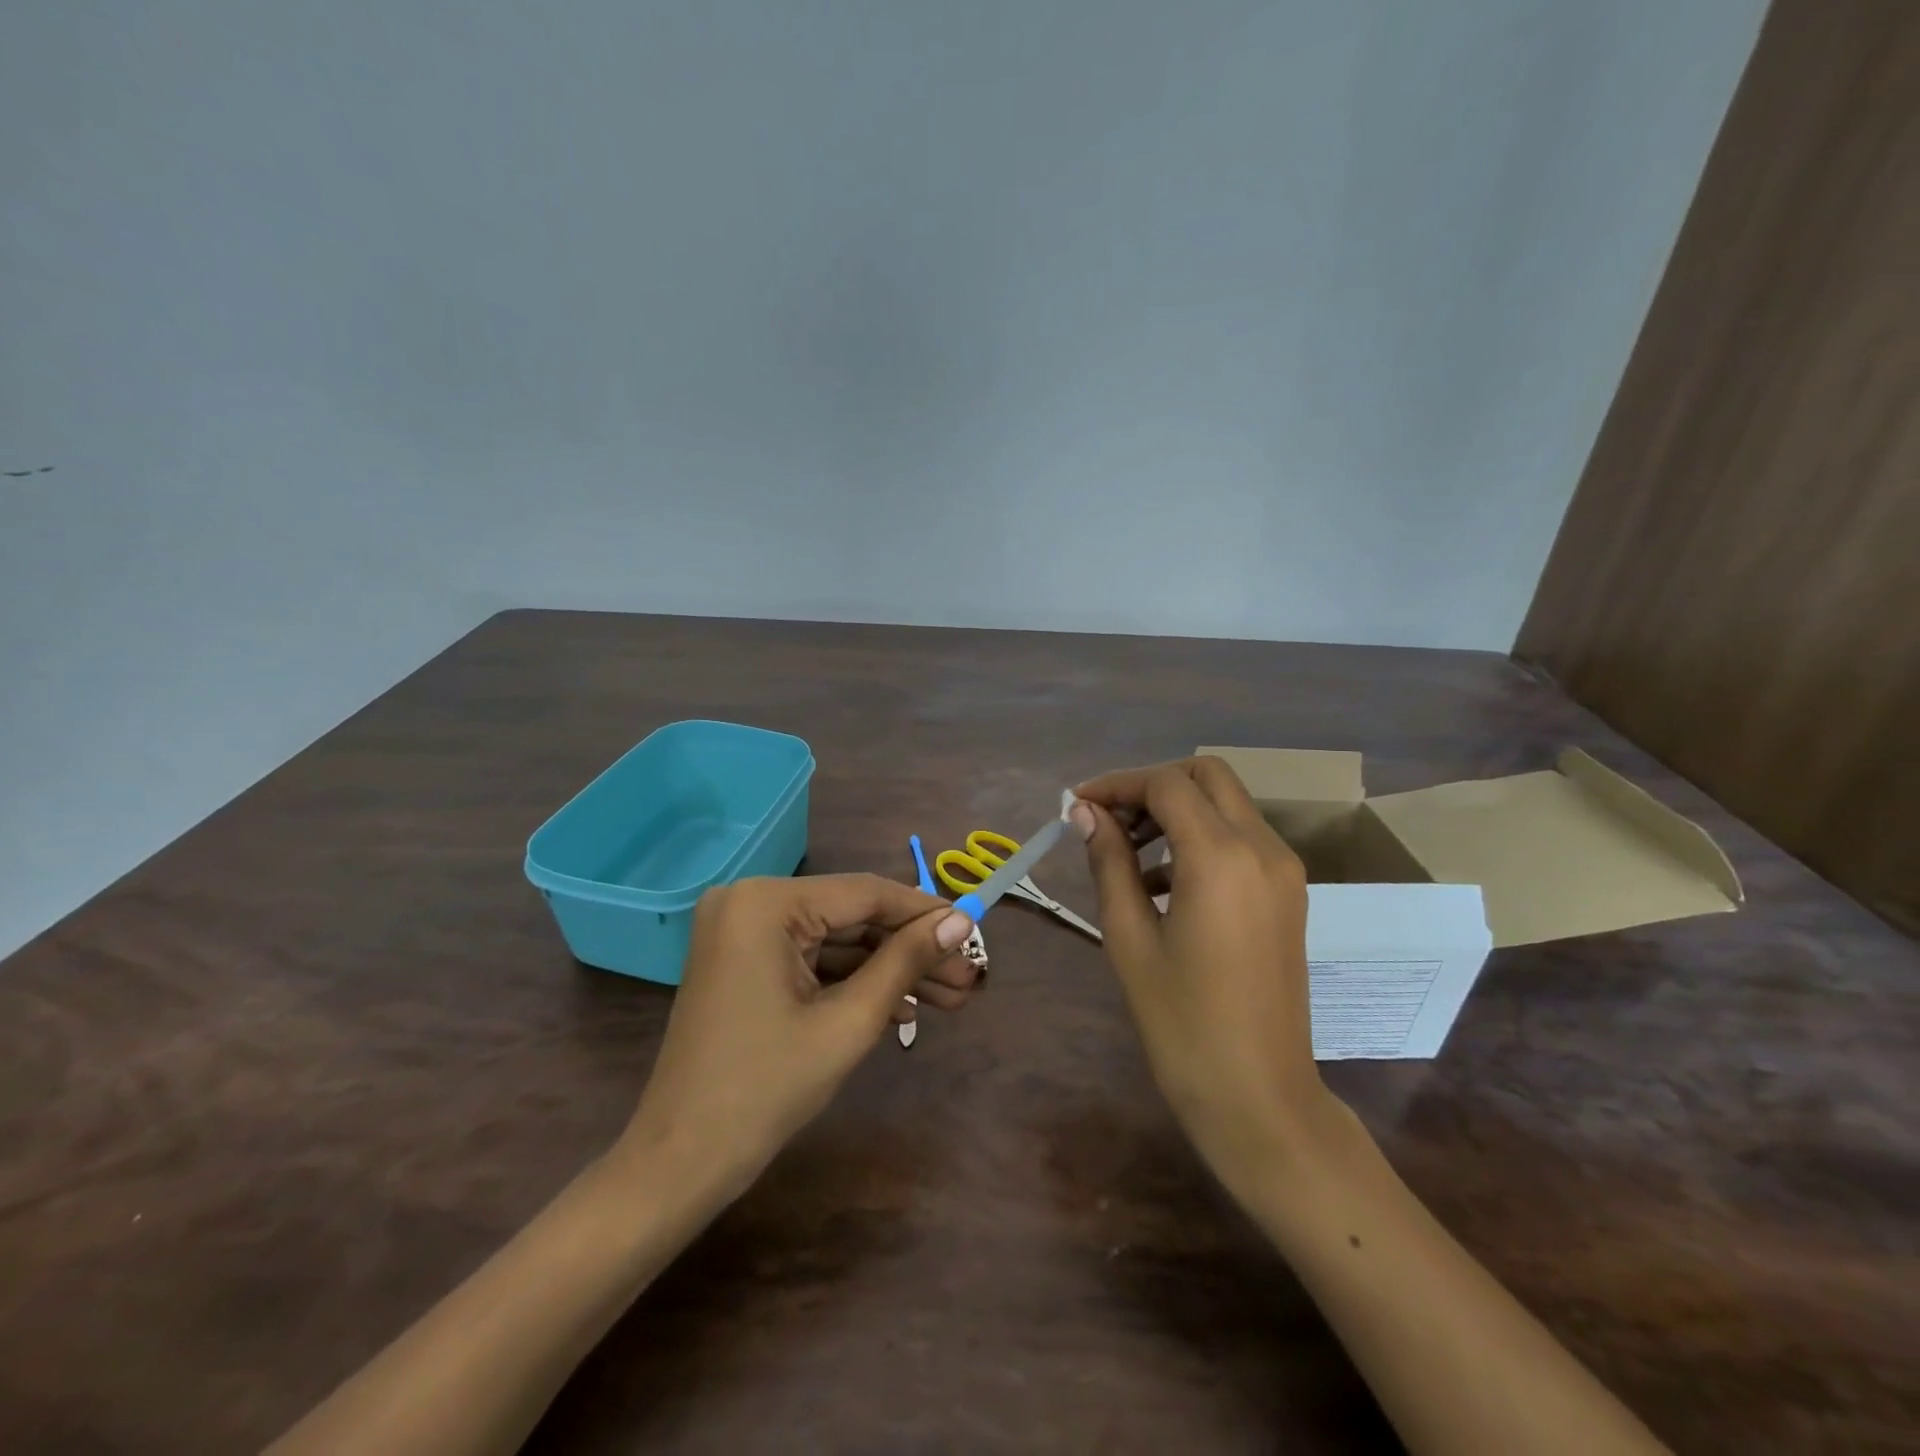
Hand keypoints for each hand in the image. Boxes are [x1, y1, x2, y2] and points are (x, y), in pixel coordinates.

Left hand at [617, 874, 977, 1198]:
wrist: (681, 1163)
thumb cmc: (766, 1090)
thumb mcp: (848, 1022)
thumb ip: (905, 962)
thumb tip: (961, 922)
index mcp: (766, 903)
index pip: (865, 893)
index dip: (925, 913)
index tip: (975, 931)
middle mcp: (750, 901)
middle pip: (852, 917)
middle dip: (911, 951)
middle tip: (968, 977)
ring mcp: (744, 931)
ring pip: (836, 940)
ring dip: (889, 970)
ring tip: (951, 998)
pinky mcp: (745, 961)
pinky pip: (811, 959)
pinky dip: (854, 982)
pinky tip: (905, 1010)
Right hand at [1071, 758, 1344, 1193]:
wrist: (1259, 1098)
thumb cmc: (1181, 1024)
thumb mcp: (1129, 938)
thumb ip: (1109, 861)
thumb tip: (1084, 812)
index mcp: (1222, 858)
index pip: (1166, 785)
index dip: (1116, 784)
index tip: (1076, 805)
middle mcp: (1263, 848)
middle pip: (1206, 776)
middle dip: (1151, 785)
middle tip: (1107, 820)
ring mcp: (1283, 870)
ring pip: (1226, 803)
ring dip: (1176, 810)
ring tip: (1126, 854)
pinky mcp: (1288, 893)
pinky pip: (1241, 838)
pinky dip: (1200, 837)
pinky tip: (1162, 884)